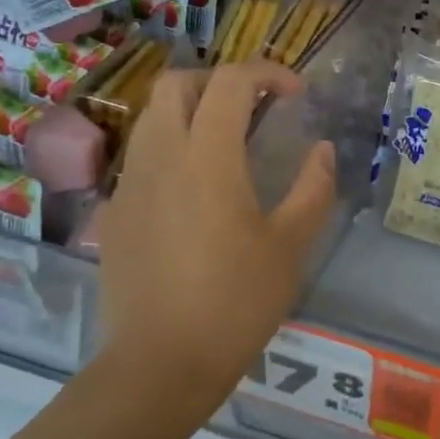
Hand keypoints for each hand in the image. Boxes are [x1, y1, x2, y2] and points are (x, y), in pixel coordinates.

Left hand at [96, 60, 335, 422]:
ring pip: (152, 117)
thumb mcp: (290, 246)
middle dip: (219, 82)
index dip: (266, 74)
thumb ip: (313, 189)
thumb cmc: (235, 303)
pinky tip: (197, 190)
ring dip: (191, 111)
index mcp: (207, 157)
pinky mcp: (117, 212)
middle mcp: (161, 156)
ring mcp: (131, 183)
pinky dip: (172, 147)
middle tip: (255, 108)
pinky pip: (143, 156)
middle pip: (177, 84)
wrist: (159, 364)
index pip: (231, 83)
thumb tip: (322, 150)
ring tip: (228, 144)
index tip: (295, 94)